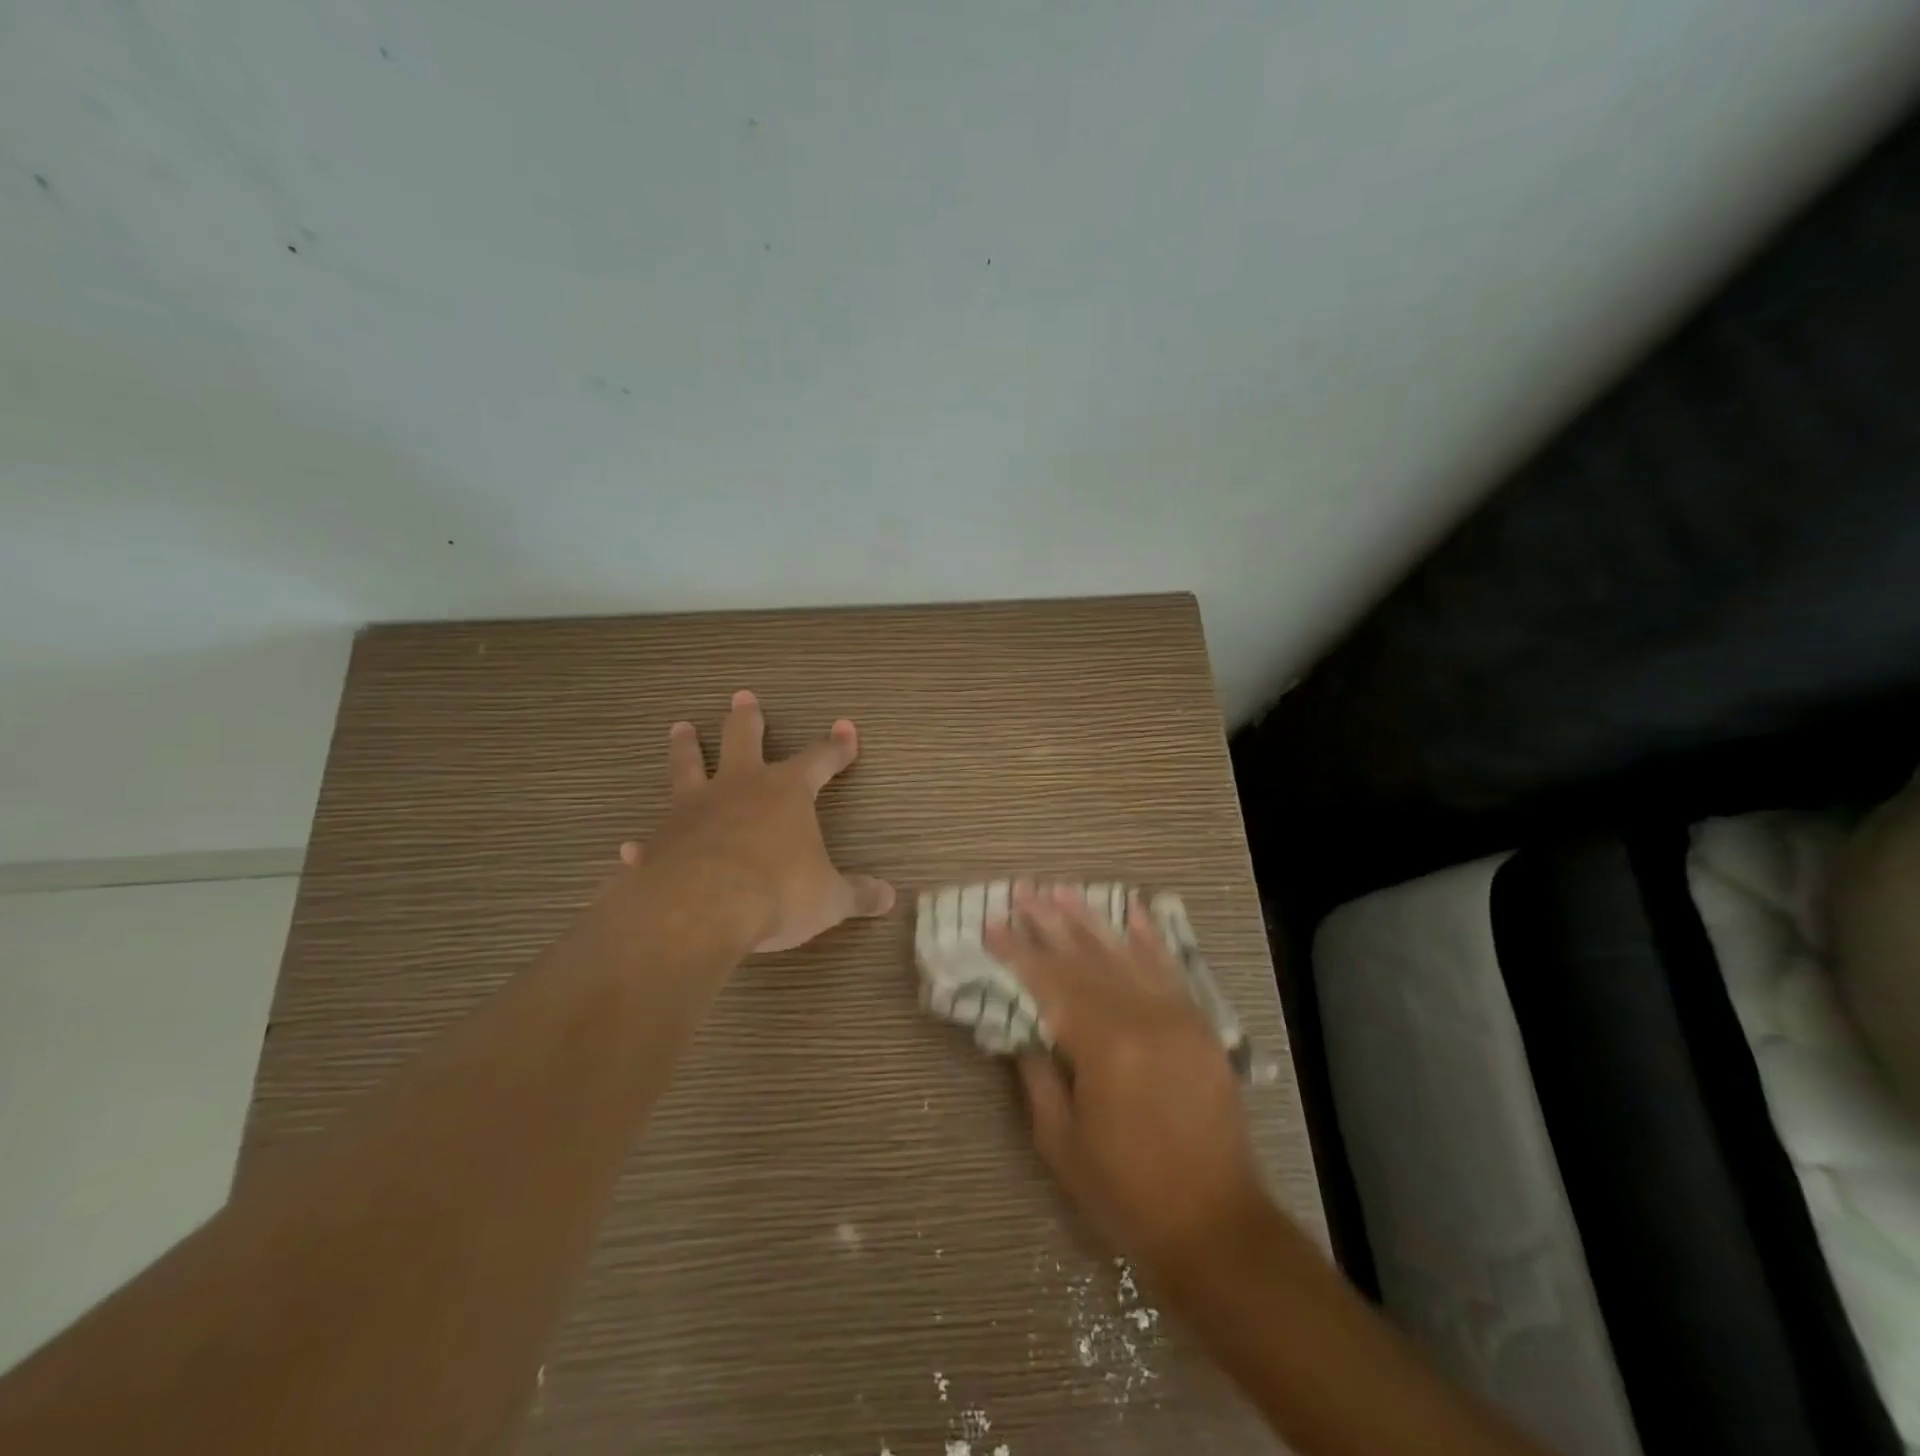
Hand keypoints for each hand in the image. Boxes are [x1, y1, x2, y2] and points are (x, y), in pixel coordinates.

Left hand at [621, 690, 894, 952]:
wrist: (702, 908)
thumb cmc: (777, 892)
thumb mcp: (829, 898)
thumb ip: (858, 895)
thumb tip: (890, 897)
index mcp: (786, 792)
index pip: (819, 759)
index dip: (836, 746)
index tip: (845, 728)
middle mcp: (739, 788)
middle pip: (742, 739)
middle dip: (747, 719)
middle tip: (742, 696)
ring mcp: (694, 810)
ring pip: (688, 766)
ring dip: (686, 747)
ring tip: (680, 728)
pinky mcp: (661, 841)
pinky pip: (653, 838)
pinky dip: (646, 844)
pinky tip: (631, 848)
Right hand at [985, 883, 1263, 1279]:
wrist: (1215, 1226)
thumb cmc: (1126, 1192)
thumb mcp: (1061, 1143)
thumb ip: (1038, 1076)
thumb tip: (1025, 1030)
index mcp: (1103, 1047)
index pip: (1049, 984)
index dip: (1017, 952)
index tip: (991, 924)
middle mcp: (1142, 1018)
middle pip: (1085, 959)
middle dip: (1049, 922)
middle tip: (1023, 891)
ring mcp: (1176, 1017)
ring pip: (1125, 954)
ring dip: (1091, 920)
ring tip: (1062, 890)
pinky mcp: (1200, 1026)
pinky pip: (1170, 970)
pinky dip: (1150, 938)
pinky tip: (1132, 911)